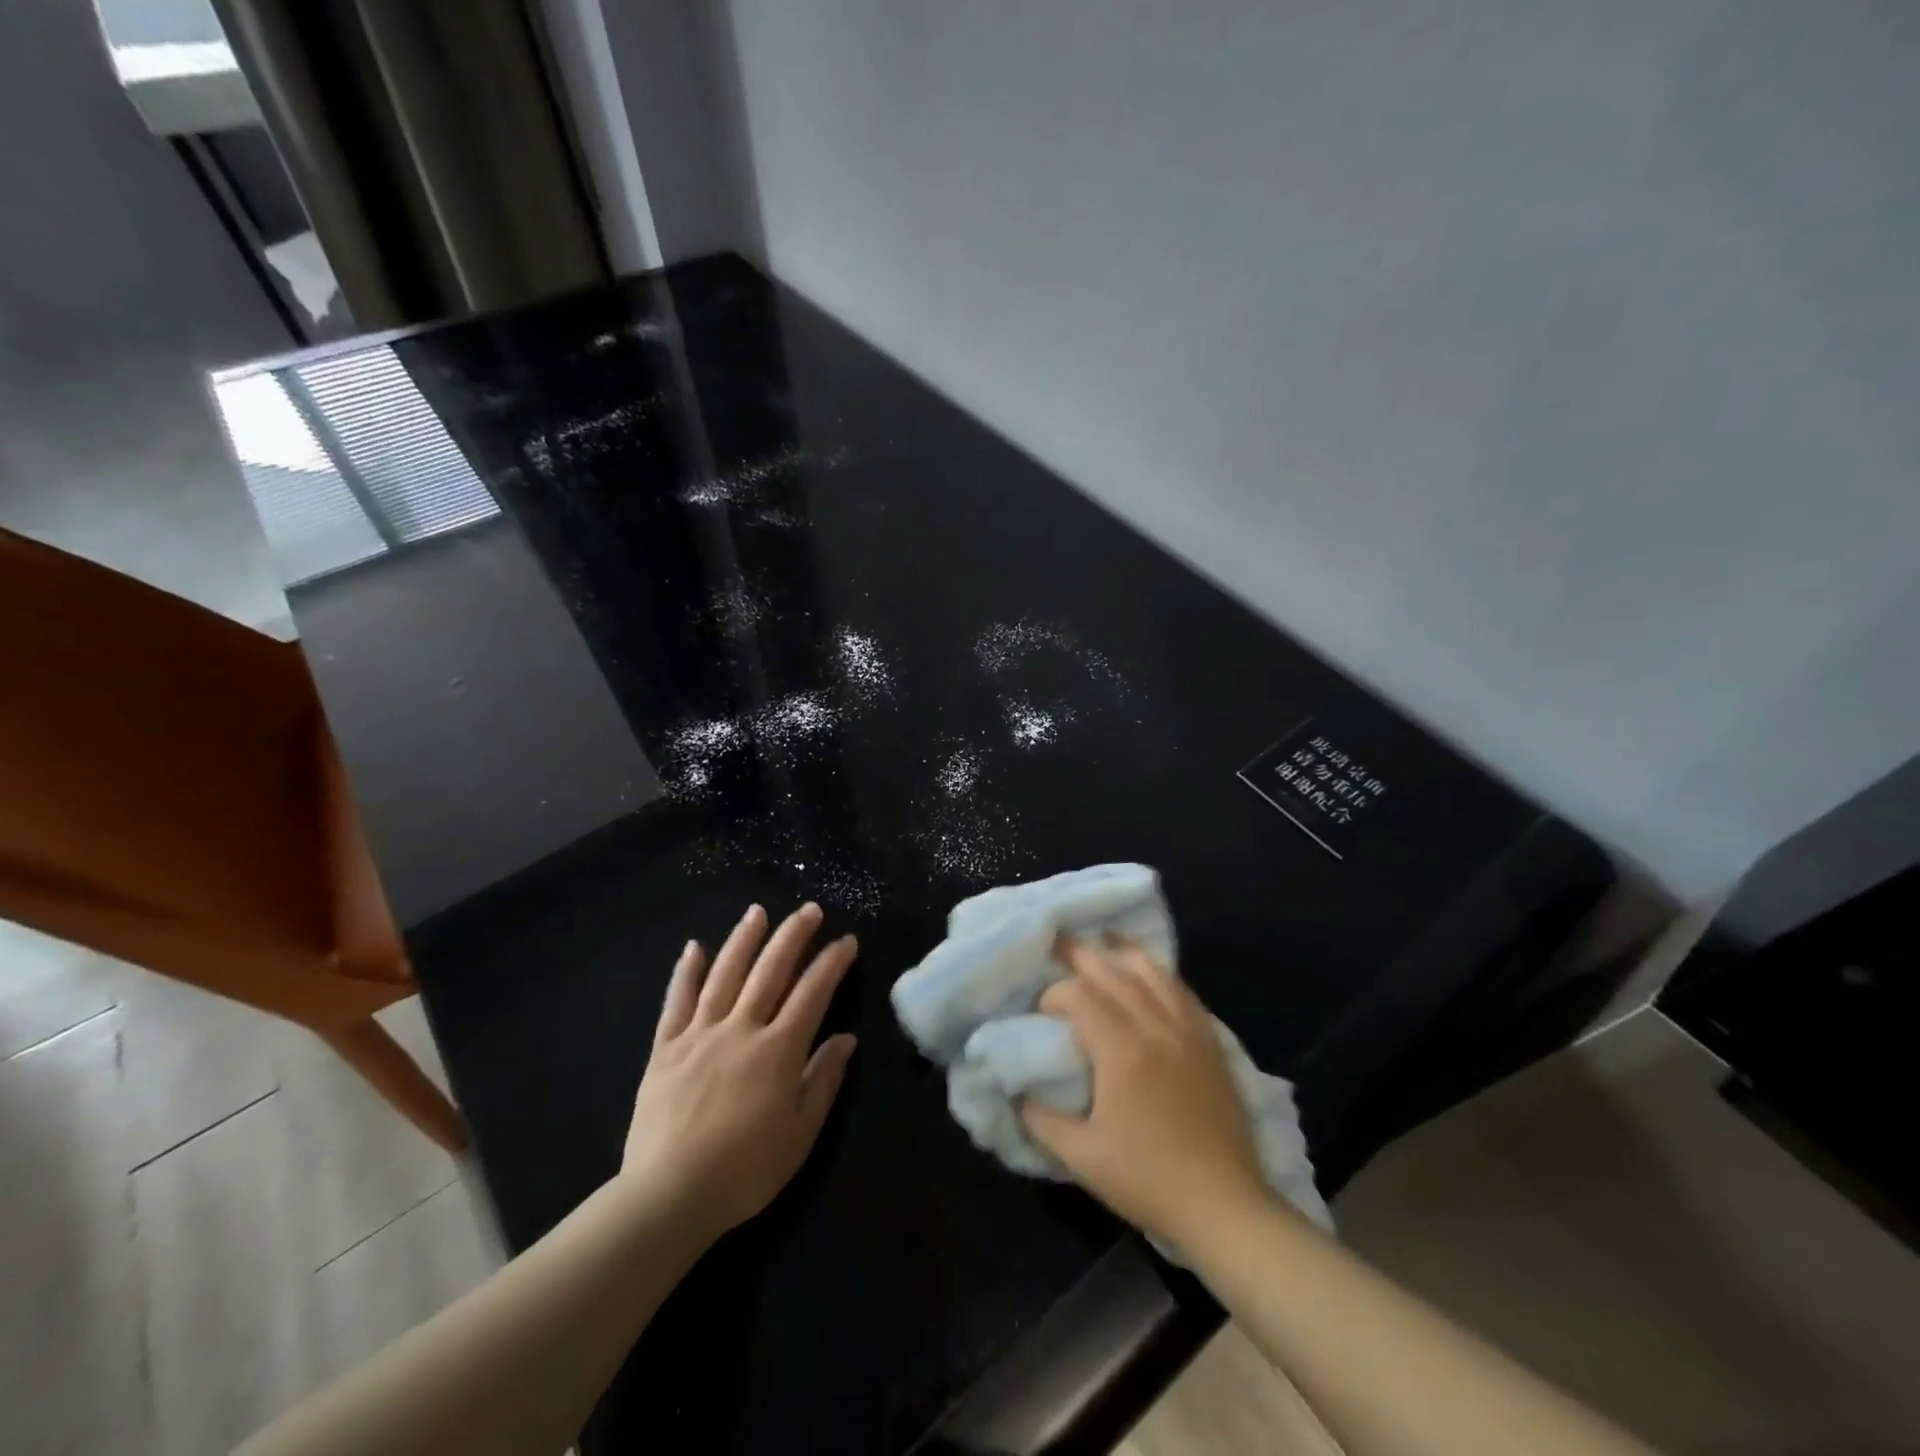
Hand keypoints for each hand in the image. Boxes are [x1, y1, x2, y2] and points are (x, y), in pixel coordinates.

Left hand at [620, 902, 858, 1239]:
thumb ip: (823, 1080)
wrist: (668, 1196)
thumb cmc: (745, 1171)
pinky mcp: (665, 1049)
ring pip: (725, 974)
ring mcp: (700, 1034)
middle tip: (809, 910)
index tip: (846, 940)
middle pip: (770, 970)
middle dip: (793, 936)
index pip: (812, 993)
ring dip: (743, 939)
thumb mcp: (801, 1134)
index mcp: (778, 1049)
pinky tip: (694, 947)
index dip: (832, 963)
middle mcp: (741, 1029)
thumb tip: (846, 1039)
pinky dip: (686, 972)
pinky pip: (676, 1002)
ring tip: (757, 911)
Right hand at [1021, 937, 1265, 1247]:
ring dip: (1122, 954)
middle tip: (1058, 944)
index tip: (1042, 1013)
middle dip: (1081, 955)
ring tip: (1102, 944)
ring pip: (1152, 970)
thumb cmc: (1148, 1180)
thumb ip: (1041, 1120)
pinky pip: (1181, 989)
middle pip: (1114, 970)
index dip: (1055, 994)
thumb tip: (1015, 1092)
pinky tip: (1148, 974)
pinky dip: (1158, 972)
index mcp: (1122, 1049)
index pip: (1080, 995)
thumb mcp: (1081, 1157)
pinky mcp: (1210, 1040)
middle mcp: (1155, 1026)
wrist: (1225, 1206)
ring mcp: (1188, 1029)